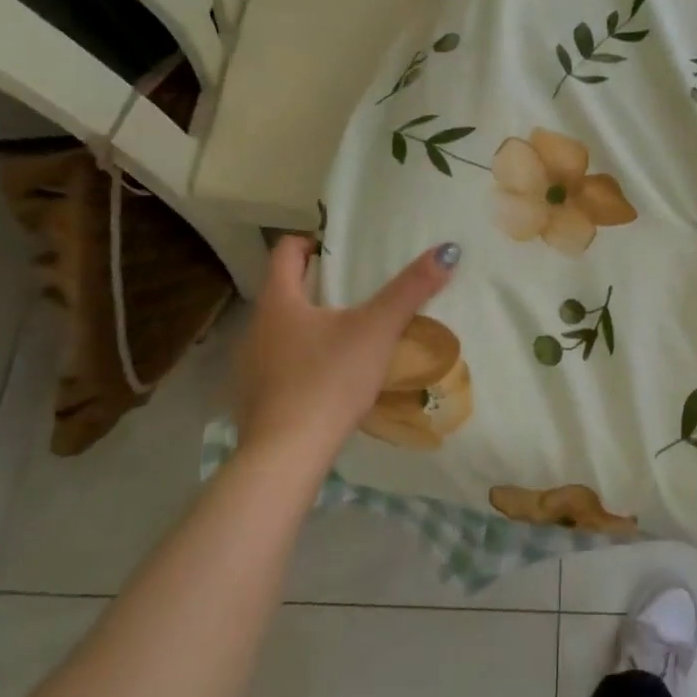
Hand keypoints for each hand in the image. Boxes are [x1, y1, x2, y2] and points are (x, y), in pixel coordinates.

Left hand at [233, 235, 459, 454]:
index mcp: (278, 301)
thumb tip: (447, 250)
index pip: (284, 251)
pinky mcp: (254, 398)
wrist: (287, 455)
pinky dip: (301, 360)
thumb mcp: (377, 330)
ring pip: (281, 330)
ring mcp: (249, 365)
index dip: (310, 242)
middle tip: (355, 290)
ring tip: (348, 335)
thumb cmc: (329, 379)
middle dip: (316, 286)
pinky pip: (279, 364)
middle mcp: (256, 327)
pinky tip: (327, 378)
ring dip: (309, 325)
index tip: (339, 250)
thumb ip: (410, 290)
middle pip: (284, 291)